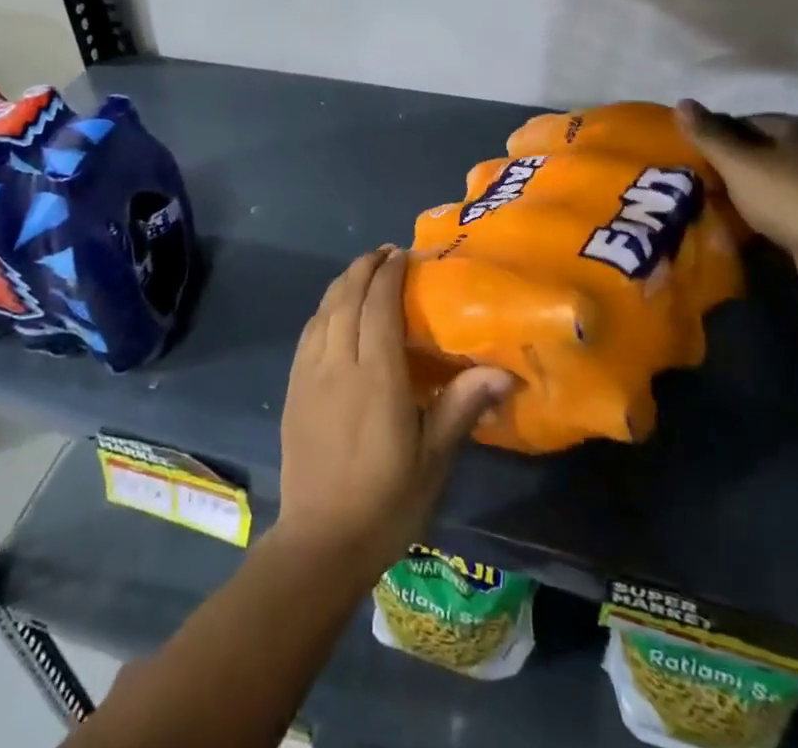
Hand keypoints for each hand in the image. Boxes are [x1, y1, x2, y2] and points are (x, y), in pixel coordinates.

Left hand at [275, 246, 513, 581]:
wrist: (320, 544)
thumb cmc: (386, 503)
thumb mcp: (433, 459)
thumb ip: (462, 405)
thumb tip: (504, 373)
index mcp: (376, 376)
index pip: (379, 305)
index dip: (389, 273)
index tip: (403, 254)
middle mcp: (338, 363)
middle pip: (347, 297)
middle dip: (365, 268)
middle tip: (385, 253)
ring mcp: (309, 375)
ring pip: (324, 310)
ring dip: (343, 283)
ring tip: (363, 272)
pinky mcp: (293, 389)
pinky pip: (308, 333)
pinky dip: (323, 309)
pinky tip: (333, 311)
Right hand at [676, 102, 797, 319]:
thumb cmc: (791, 197)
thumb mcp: (739, 163)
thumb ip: (709, 134)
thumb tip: (681, 102)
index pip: (747, 121)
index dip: (716, 135)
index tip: (692, 155)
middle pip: (760, 151)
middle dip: (729, 166)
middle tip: (698, 180)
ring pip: (771, 181)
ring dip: (745, 192)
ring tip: (713, 204)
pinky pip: (784, 208)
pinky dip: (763, 213)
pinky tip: (741, 226)